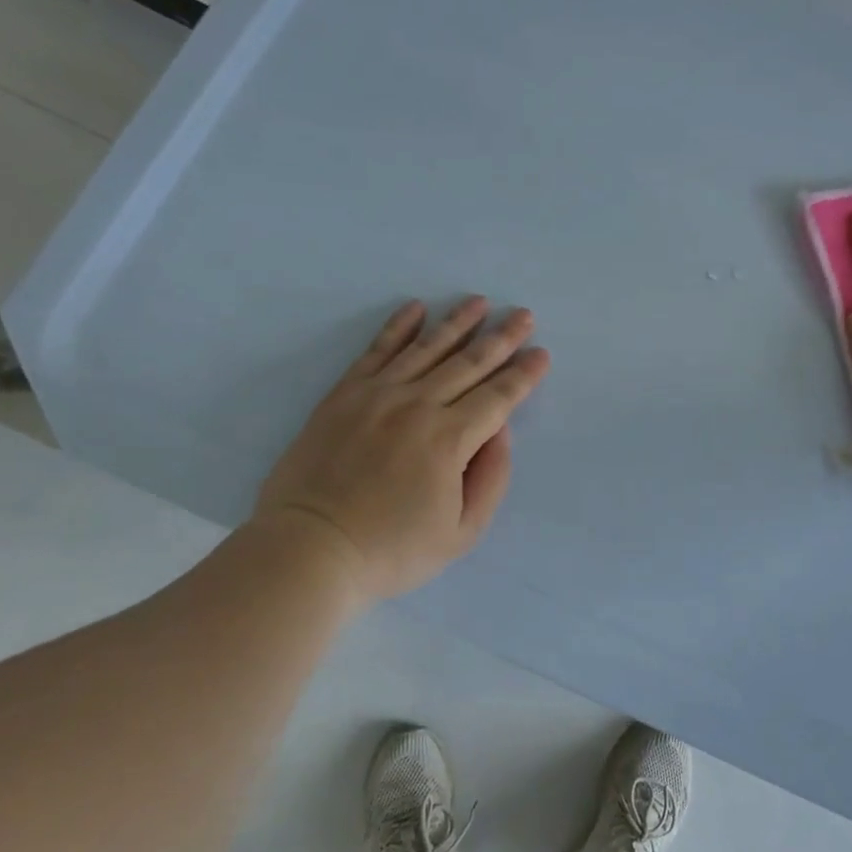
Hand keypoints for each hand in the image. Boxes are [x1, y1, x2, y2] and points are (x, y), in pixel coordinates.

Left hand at [256, 297, 550, 601]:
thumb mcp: (462, 533)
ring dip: (457, 322)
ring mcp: (377, 395)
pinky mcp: (344, 395)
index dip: (524, 374)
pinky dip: (398, 327)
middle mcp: (418, 405)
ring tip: (479, 301)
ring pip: (427, 348)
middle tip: (523, 315)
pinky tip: (416, 308)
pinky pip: (377, 350)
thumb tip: (499, 430)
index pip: (498, 396)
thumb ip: (490, 477)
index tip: (541, 353)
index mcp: (450, 439)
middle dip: (501, 338)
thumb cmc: (392, 550)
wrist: (310, 550)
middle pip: (469, 363)